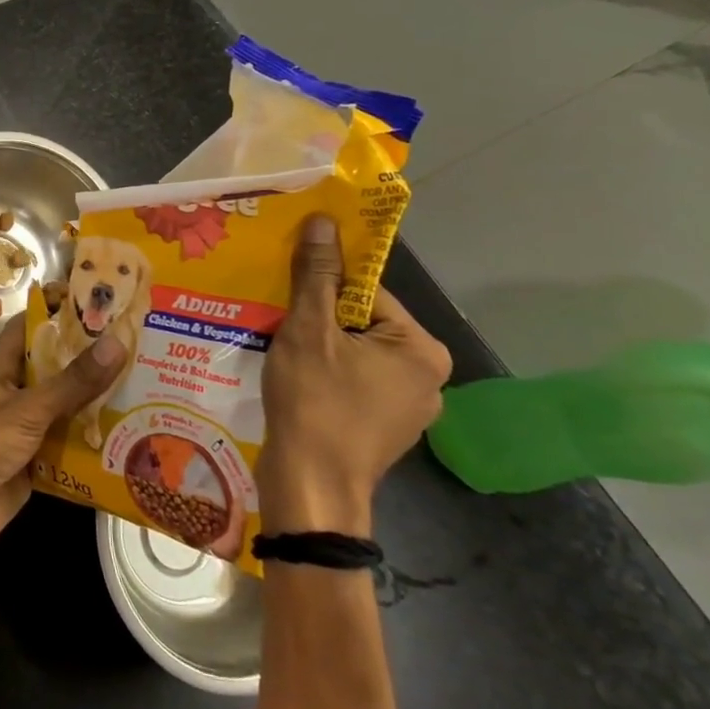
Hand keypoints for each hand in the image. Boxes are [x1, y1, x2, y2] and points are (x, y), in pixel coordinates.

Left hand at [0, 316, 125, 559]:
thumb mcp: (29, 408)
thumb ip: (72, 382)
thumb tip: (116, 343)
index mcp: (5, 370)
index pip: (28, 328)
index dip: (55, 312)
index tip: (95, 304)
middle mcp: (16, 396)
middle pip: (56, 371)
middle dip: (91, 363)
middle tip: (139, 351)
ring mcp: (26, 432)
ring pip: (67, 412)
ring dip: (98, 408)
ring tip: (147, 394)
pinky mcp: (37, 466)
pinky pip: (70, 451)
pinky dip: (94, 449)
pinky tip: (131, 445)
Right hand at [257, 216, 451, 534]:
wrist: (310, 488)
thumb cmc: (315, 401)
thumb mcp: (309, 329)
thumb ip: (317, 274)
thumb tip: (324, 220)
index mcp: (421, 348)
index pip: (367, 292)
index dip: (323, 289)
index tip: (288, 294)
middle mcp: (428, 377)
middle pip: (362, 322)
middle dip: (320, 319)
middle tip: (280, 322)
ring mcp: (409, 408)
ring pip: (355, 353)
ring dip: (319, 347)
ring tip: (282, 350)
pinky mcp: (385, 429)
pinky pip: (353, 382)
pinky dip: (325, 375)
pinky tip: (295, 381)